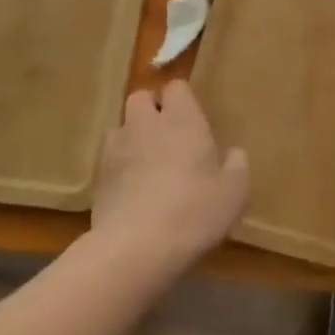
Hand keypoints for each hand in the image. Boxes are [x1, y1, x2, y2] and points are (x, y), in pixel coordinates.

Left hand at [90, 80, 248, 277]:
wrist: (137, 247)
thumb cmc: (195, 211)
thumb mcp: (235, 191)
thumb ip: (237, 164)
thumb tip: (233, 152)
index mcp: (182, 120)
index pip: (176, 87)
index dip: (183, 99)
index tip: (193, 119)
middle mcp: (146, 124)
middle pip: (141, 98)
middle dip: (152, 109)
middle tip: (169, 136)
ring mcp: (116, 148)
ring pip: (120, 126)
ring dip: (132, 136)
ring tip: (146, 162)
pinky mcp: (97, 176)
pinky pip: (108, 158)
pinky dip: (118, 166)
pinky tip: (131, 189)